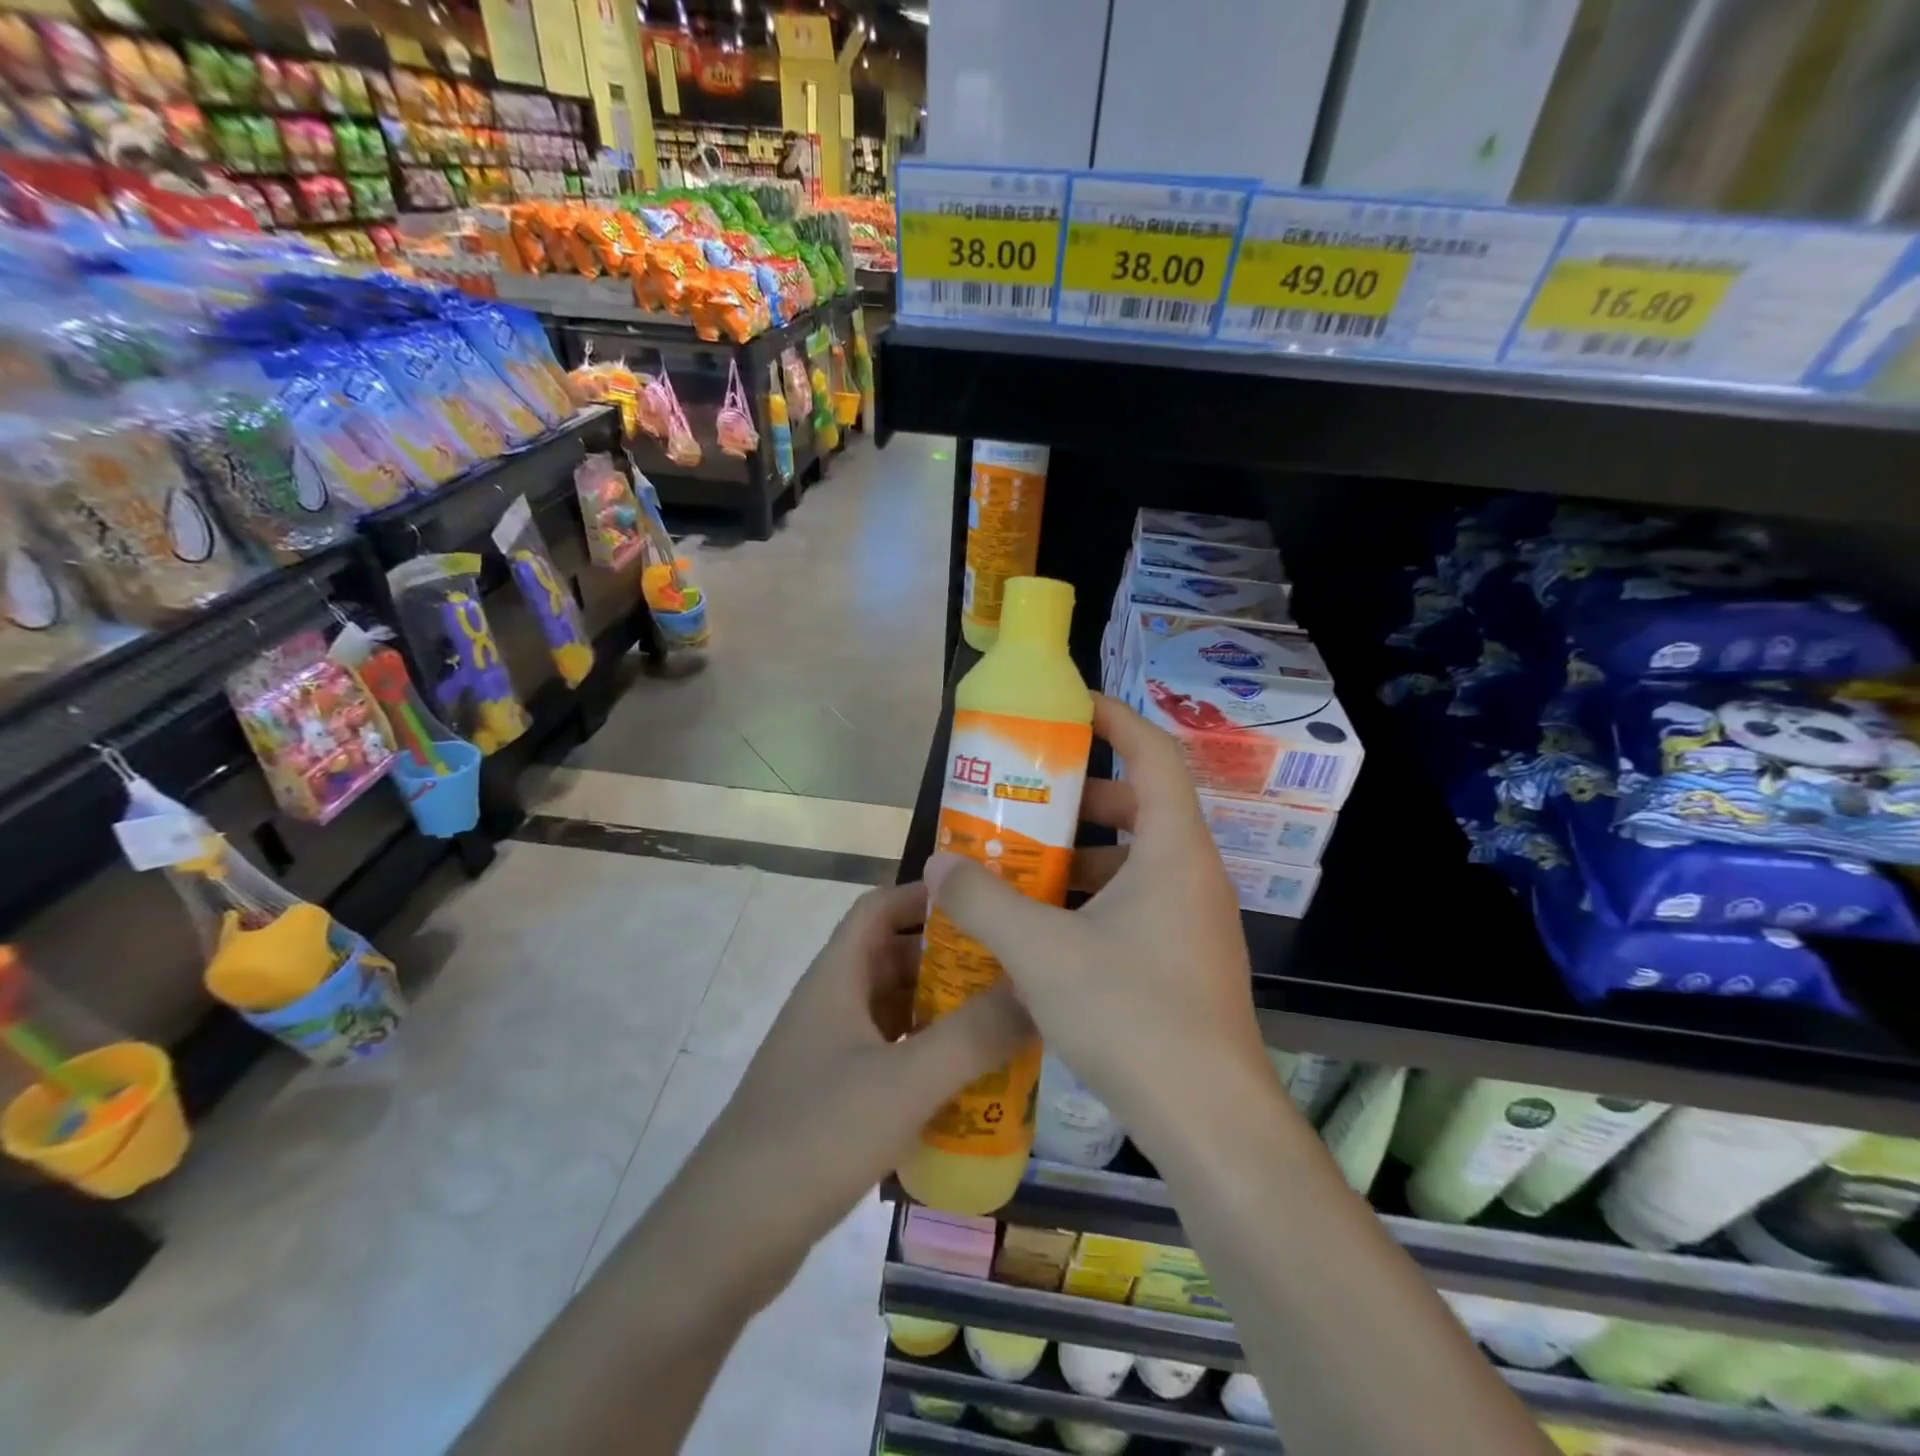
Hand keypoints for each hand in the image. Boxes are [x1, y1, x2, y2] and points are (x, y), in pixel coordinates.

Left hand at [695, 881, 1031, 1300]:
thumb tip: (1036, 992)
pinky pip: (890, 1058)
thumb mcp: (903, 1083)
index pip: (879, 908)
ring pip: (894, 1012)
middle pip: (893, 959)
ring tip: (1003, 1022)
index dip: (924, 895)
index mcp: (836, 978)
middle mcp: (831, 1005)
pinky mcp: (833, 1099)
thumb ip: (973, 1037)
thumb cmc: (815, 1137)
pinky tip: (968, 1083)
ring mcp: (829, 1054)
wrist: (728, 1237)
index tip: (982, 901)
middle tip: (1011, 969)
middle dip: (949, 959)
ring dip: (942, 1012)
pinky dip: (927, 1058)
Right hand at [924, 694, 1270, 1159]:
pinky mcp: (1186, 960)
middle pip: (1143, 806)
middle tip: (1029, 800)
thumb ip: (984, 901)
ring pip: (1137, 862)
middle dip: (1084, 796)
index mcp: (1174, 851)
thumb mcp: (1042, 952)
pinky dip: (1094, 900)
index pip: (1154, 753)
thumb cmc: (1133, 1015)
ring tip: (1025, 866)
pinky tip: (1047, 931)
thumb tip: (938, 863)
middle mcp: (1193, 875)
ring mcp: (1194, 921)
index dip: (1115, 719)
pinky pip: (1137, 904)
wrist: (1210, 1123)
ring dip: (1084, 855)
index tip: (1069, 709)